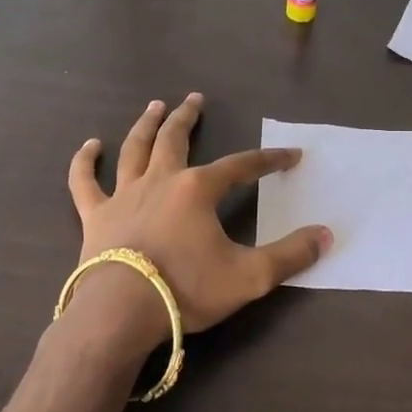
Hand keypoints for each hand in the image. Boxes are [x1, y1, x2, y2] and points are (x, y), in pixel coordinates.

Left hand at [66, 94, 330, 348]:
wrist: (121, 313)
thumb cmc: (186, 290)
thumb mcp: (250, 277)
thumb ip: (290, 255)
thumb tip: (326, 234)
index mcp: (198, 190)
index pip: (241, 166)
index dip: (268, 160)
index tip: (290, 155)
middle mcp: (160, 180)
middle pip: (175, 139)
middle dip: (188, 117)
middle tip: (194, 99)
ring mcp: (124, 195)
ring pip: (134, 149)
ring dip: (145, 125)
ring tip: (154, 106)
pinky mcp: (95, 215)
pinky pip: (85, 182)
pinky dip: (85, 162)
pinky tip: (89, 146)